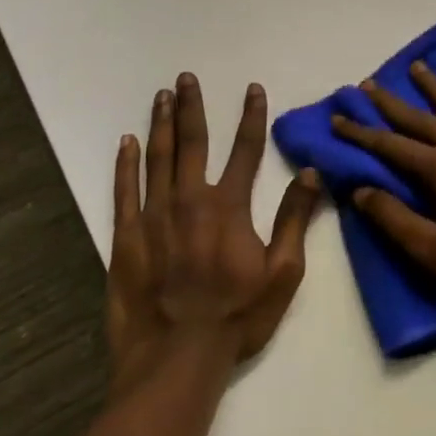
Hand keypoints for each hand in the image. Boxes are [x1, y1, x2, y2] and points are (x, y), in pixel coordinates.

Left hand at [108, 74, 320, 388]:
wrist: (176, 357)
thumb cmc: (237, 316)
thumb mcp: (282, 272)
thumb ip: (294, 219)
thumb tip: (310, 174)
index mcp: (229, 206)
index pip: (245, 149)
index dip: (251, 116)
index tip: (252, 88)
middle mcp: (190, 200)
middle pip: (192, 142)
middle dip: (190, 107)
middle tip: (185, 78)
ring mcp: (153, 216)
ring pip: (157, 158)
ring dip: (160, 125)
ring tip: (160, 96)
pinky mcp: (125, 237)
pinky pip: (124, 191)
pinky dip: (125, 164)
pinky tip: (126, 143)